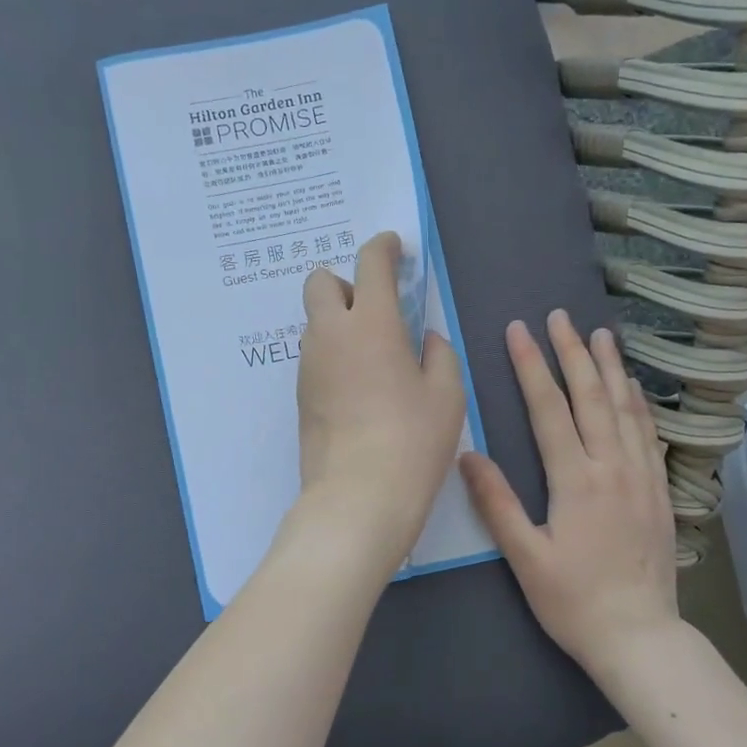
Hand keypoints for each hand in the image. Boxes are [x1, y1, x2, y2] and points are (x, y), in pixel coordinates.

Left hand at [294, 232, 465, 571]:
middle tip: (378, 310)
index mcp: (372, 324)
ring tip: (374, 356)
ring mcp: (308, 365)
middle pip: (320, 281)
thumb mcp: (446, 395)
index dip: (383, 247)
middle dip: (346, 281)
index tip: (394, 247)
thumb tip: (425, 339)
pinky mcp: (299, 395)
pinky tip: (359, 386)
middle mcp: (330, 335)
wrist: (357, 498)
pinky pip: (314, 355)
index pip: (369, 263)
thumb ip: (438, 354)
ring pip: (315, 321)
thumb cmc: (412, 442)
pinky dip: (333, 353)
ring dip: (339, 321)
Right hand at [460, 311, 678, 671]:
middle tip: (560, 316)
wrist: (640, 637)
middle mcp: (613, 468)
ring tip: (601, 334)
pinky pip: (650, 435)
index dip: (532, 366)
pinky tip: (635, 388)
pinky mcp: (660, 492)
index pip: (550, 409)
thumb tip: (467, 454)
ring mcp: (642, 477)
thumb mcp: (525, 559)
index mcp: (576, 481)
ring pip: (627, 409)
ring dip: (612, 368)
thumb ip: (497, 504)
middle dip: (573, 352)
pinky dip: (640, 404)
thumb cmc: (574, 601)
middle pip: (592, 397)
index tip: (519, 331)